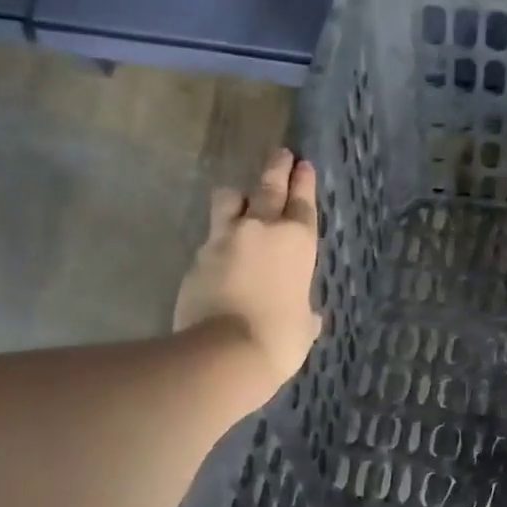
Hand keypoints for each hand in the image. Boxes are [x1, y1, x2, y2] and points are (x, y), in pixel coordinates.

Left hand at [175, 148, 323, 396]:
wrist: (224, 352)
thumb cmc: (279, 339)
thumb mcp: (302, 328)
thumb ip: (305, 315)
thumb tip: (309, 317)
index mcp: (297, 242)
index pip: (302, 202)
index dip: (303, 182)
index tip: (303, 164)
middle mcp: (261, 230)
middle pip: (268, 187)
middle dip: (277, 169)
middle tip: (281, 153)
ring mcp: (224, 239)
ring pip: (230, 200)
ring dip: (237, 197)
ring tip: (240, 200)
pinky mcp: (197, 256)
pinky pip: (210, 237)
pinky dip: (218, 240)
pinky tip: (220, 253)